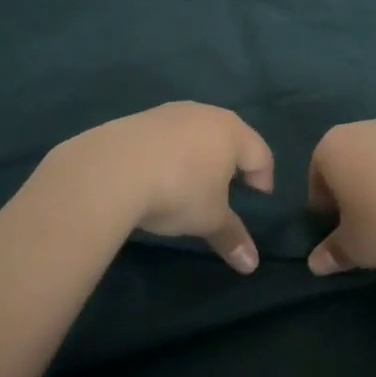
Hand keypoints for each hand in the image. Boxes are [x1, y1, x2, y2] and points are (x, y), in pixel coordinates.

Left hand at [43, 103, 272, 272]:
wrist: (112, 169)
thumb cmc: (178, 191)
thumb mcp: (209, 219)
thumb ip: (232, 237)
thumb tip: (252, 264)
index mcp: (232, 132)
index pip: (261, 154)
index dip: (263, 179)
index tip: (257, 201)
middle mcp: (205, 113)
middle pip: (229, 137)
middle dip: (231, 163)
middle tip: (228, 191)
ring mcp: (171, 112)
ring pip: (196, 133)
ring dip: (199, 156)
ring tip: (191, 183)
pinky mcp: (141, 117)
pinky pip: (168, 135)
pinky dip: (171, 153)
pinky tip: (158, 174)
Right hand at [306, 120, 375, 273]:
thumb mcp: (356, 248)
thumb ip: (332, 253)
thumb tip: (315, 263)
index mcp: (331, 147)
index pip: (316, 183)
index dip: (326, 214)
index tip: (345, 237)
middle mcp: (360, 129)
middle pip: (347, 167)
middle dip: (353, 196)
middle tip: (369, 230)